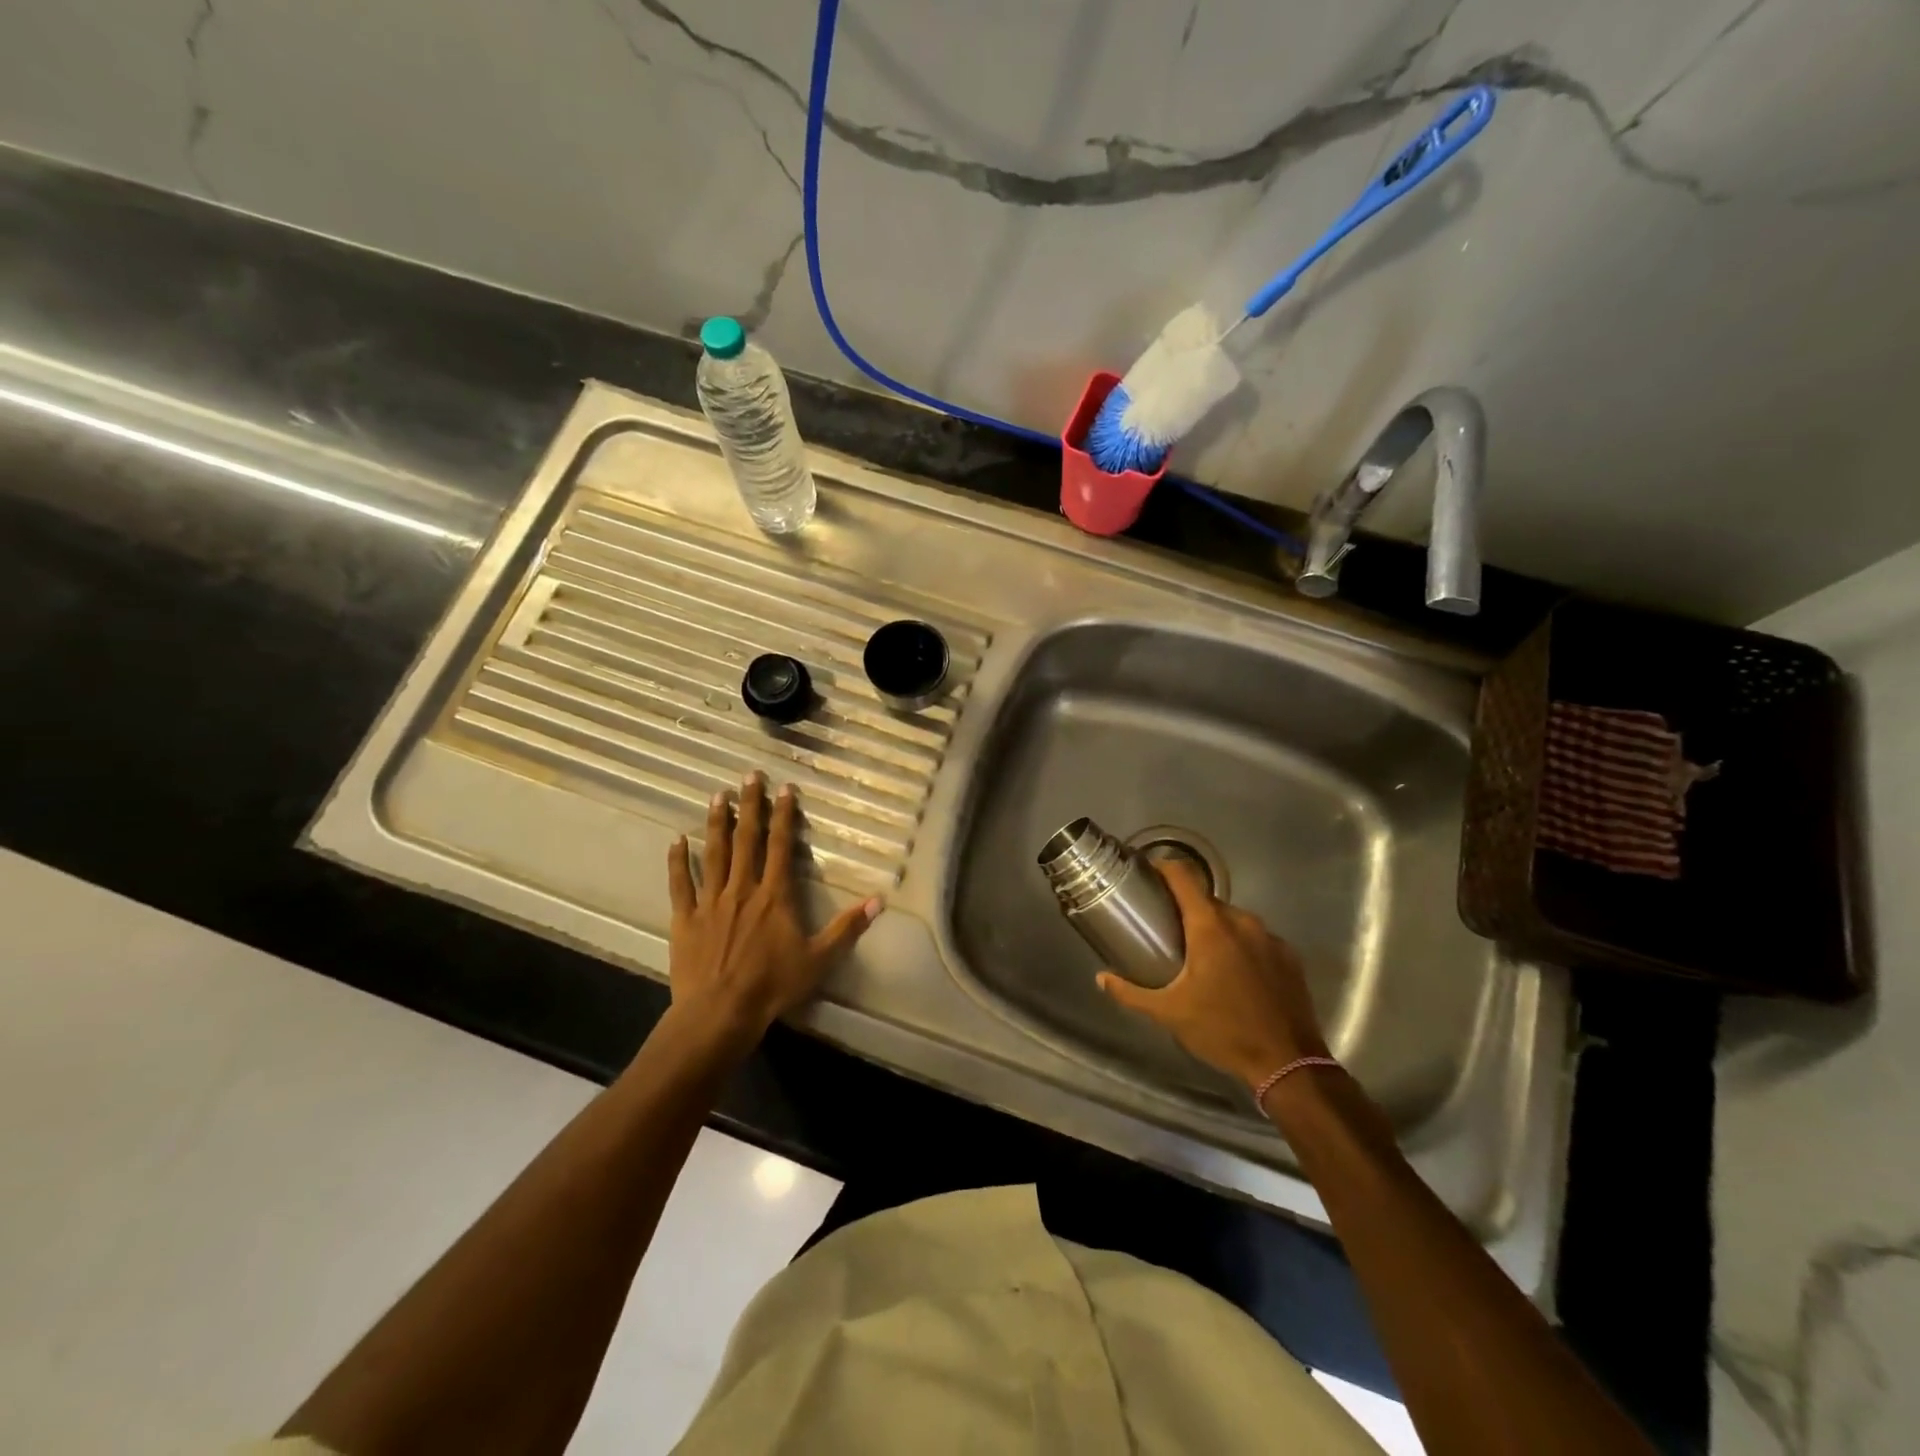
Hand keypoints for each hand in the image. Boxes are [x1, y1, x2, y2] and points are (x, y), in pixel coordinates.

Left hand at [666, 773, 879, 1057]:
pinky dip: (678, 861)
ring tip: (718, 796)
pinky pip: (681, 884)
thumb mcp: (819, 958)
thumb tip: (879, 900)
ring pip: (714, 853)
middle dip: (749, 806)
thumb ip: (848, 927)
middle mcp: (743, 888)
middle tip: (749, 776)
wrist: (720, 1012)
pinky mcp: (686, 918)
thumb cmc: (772, 985)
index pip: (781, 846)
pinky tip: (676, 840)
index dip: (783, 816)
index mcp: (774, 895)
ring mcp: (711, 901)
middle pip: (746, 839)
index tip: (784, 789)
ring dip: (717, 823)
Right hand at [1095, 857, 1328, 1090]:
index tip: (1147, 874)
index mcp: (1210, 927)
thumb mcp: (1169, 1014)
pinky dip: (1241, 946)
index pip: (1183, 876)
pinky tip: (1234, 974)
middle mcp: (1242, 922)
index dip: (1163, 867)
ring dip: (1214, 929)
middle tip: (1166, 928)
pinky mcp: (1289, 956)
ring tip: (1199, 954)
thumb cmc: (1223, 1031)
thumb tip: (1102, 978)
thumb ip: (1131, 993)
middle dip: (1185, 908)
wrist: (1288, 1063)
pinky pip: (1256, 939)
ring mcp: (1270, 938)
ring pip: (1233, 919)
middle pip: (1207, 900)